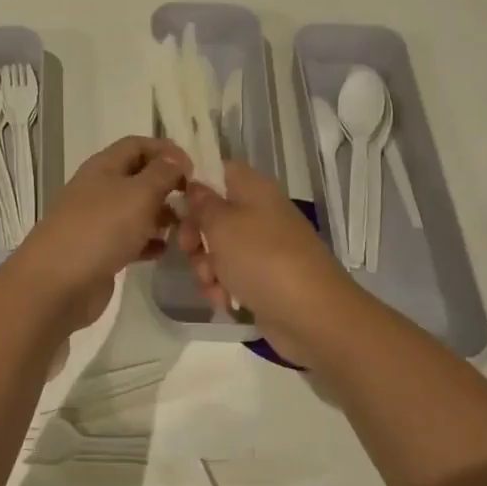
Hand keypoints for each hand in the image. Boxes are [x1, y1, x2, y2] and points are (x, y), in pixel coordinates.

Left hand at [3, 136, 191, 331]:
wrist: (56, 284)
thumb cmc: (100, 229)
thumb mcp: (139, 194)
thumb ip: (162, 173)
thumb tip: (176, 158)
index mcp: (103, 167)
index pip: (137, 145)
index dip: (165, 151)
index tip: (192, 169)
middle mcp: (98, 189)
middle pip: (137, 177)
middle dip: (166, 185)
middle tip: (193, 201)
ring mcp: (97, 221)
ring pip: (135, 209)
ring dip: (160, 214)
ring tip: (185, 227)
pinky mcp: (99, 251)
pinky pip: (129, 239)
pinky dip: (148, 242)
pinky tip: (164, 251)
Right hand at [177, 161, 361, 358]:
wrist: (312, 315)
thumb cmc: (262, 259)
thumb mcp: (222, 225)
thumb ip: (201, 203)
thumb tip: (194, 185)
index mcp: (254, 189)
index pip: (219, 170)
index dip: (195, 183)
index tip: (174, 203)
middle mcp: (260, 213)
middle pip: (214, 213)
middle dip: (196, 235)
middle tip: (189, 250)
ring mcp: (263, 248)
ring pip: (219, 249)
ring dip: (206, 267)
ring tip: (212, 284)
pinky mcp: (264, 279)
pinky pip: (232, 276)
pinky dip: (223, 287)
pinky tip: (223, 301)